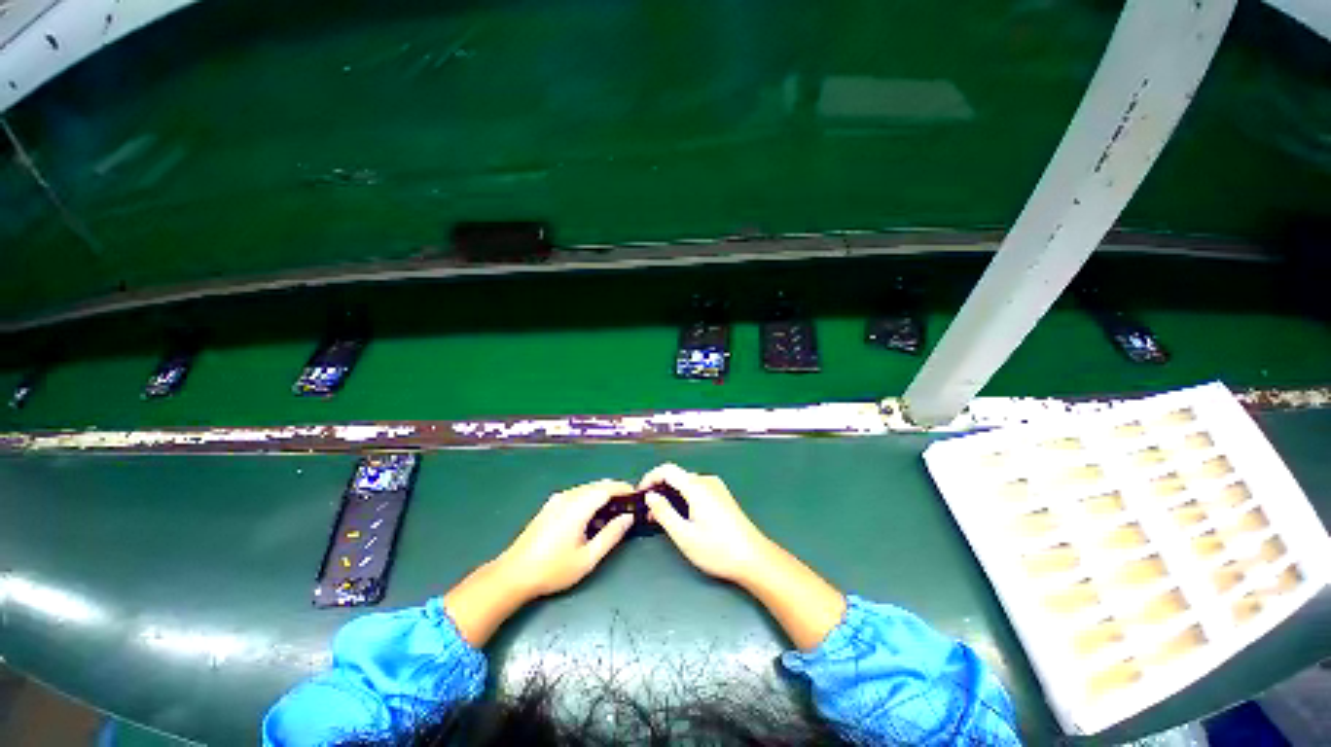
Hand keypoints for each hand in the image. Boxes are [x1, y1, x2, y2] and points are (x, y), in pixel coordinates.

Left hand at [496, 479, 636, 598]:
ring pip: (587, 489)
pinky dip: (589, 499)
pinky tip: (591, 517)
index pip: (607, 488)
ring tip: (613, 513)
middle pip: (597, 485)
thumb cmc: (553, 569)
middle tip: (628, 506)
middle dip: (615, 491)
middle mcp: (568, 496)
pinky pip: (576, 494)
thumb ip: (611, 535)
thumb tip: (628, 517)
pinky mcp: (550, 506)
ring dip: (602, 495)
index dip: (624, 489)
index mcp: (578, 506)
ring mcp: (557, 500)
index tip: (637, 496)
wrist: (513, 574)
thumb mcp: (588, 558)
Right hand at [640, 463, 772, 584]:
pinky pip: (697, 490)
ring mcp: (717, 488)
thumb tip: (650, 496)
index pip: (667, 470)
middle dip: (660, 490)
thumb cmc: (717, 549)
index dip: (650, 478)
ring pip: (687, 484)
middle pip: (677, 476)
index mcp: (697, 487)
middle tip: (649, 513)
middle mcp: (707, 481)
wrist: (753, 558)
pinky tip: (681, 516)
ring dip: (671, 495)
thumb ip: (664, 513)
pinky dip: (684, 498)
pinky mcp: (722, 497)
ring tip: (662, 518)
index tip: (639, 494)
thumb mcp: (684, 535)